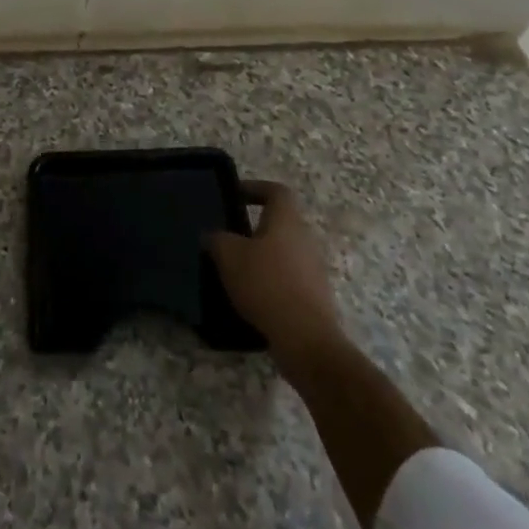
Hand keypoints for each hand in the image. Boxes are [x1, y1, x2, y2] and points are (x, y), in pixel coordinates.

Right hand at [204, 180, 344, 362]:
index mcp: (287, 220)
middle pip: (280, 224)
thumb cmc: (266, 284)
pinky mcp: (316, 299)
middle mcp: (305, 239)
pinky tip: (251, 299)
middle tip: (228, 238)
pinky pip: (289, 280)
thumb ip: (217, 239)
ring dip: (262, 258)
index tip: (234, 197)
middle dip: (254, 229)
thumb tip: (213, 236)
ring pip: (284, 253)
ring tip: (236, 271)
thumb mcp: (228, 255)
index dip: (255, 188)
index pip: (276, 191)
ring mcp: (314, 271)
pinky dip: (271, 284)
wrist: (307, 340)